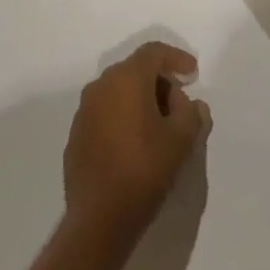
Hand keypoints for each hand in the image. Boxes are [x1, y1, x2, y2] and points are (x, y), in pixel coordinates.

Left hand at [64, 42, 210, 243]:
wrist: (100, 216)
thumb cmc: (145, 169)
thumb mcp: (181, 139)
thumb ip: (191, 113)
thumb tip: (189, 103)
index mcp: (126, 80)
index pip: (153, 52)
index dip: (176, 58)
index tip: (193, 74)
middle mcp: (100, 87)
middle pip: (135, 70)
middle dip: (160, 82)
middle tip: (180, 104)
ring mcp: (84, 111)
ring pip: (118, 92)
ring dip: (141, 100)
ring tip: (161, 126)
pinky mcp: (77, 134)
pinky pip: (105, 112)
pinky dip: (124, 117)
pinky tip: (137, 143)